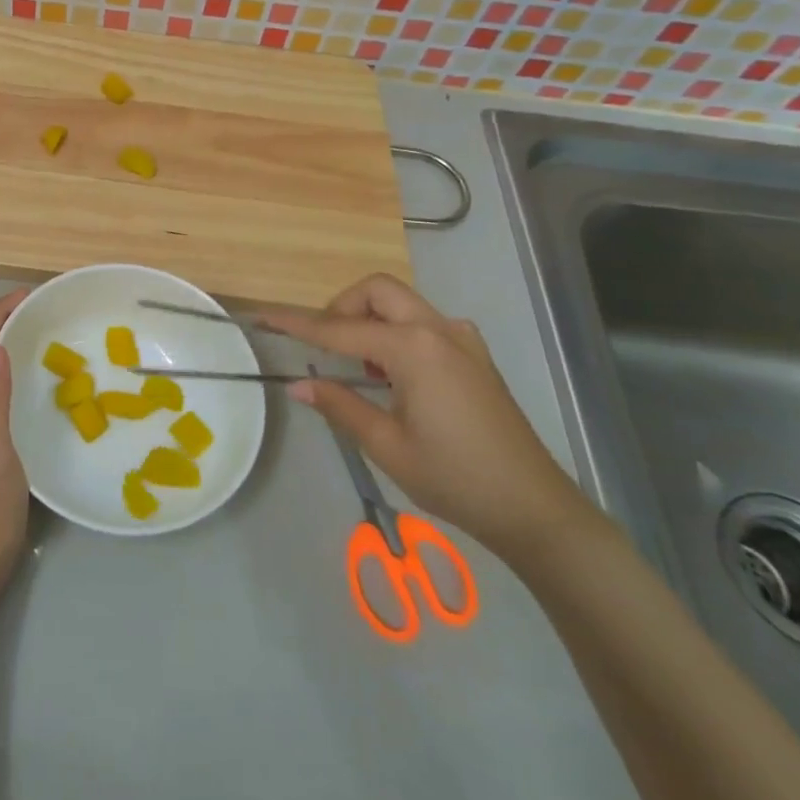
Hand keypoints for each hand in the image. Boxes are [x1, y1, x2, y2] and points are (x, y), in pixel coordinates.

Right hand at [264, 274, 593, 558]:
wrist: (534, 508)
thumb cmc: (455, 478)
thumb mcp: (387, 445)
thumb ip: (340, 404)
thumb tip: (298, 384)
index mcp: (414, 349)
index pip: (340, 329)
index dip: (298, 324)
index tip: (264, 315)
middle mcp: (438, 330)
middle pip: (377, 291)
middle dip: (342, 306)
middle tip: (324, 344)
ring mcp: (461, 339)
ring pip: (402, 301)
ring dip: (370, 317)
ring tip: (356, 364)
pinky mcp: (473, 355)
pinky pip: (423, 323)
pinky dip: (396, 331)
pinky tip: (392, 373)